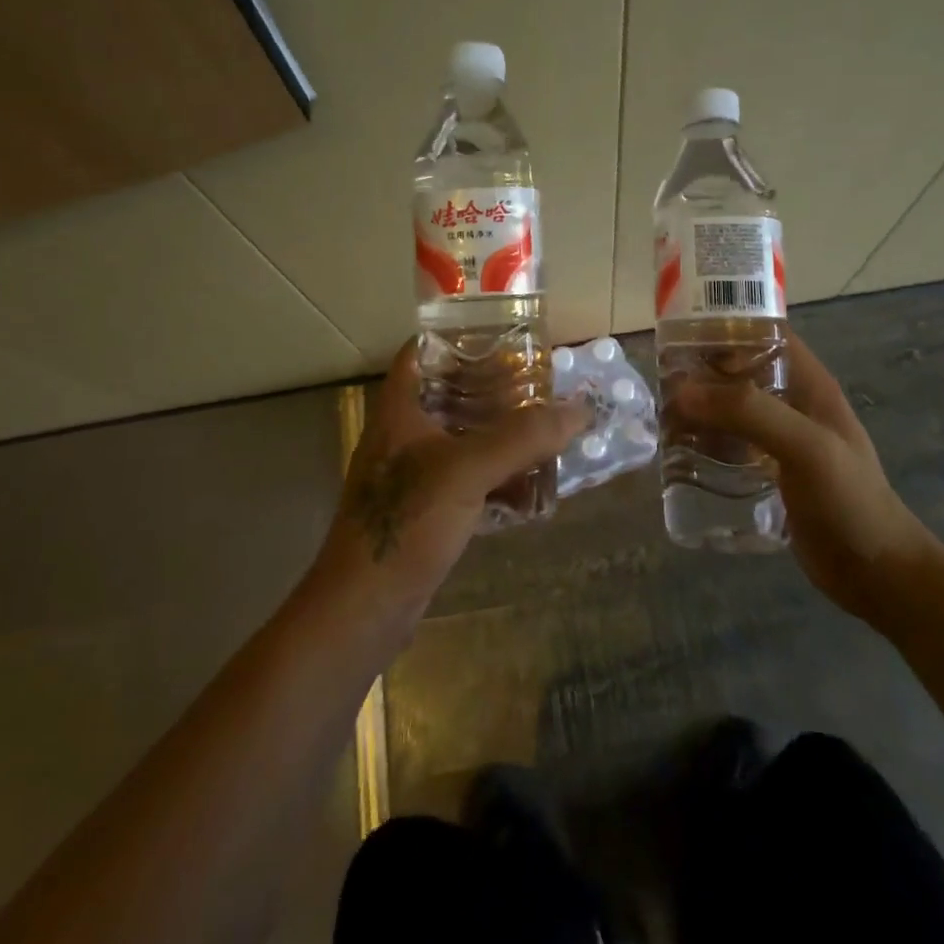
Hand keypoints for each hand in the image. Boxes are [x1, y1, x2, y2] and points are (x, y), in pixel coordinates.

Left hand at [313, 341, 591, 616]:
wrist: (364, 609)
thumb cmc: (406, 522)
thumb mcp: (467, 470)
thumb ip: (523, 437)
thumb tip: (579, 409)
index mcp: (400, 409)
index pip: (423, 351)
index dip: (459, 337)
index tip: (504, 335)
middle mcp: (404, 435)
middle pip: (451, 394)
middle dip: (495, 390)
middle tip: (541, 384)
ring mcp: (414, 475)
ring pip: (464, 440)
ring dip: (502, 437)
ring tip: (547, 430)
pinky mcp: (426, 510)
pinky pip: (469, 481)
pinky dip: (498, 480)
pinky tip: (533, 490)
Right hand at [672, 331, 936, 624]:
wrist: (877, 575)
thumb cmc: (849, 500)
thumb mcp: (805, 446)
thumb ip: (749, 412)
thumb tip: (682, 391)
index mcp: (809, 384)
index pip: (766, 333)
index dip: (728, 325)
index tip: (682, 332)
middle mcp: (793, 404)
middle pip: (740, 371)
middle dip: (702, 371)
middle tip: (660, 381)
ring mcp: (780, 441)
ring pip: (732, 410)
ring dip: (700, 410)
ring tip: (662, 416)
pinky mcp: (769, 474)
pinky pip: (730, 446)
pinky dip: (705, 443)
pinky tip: (679, 454)